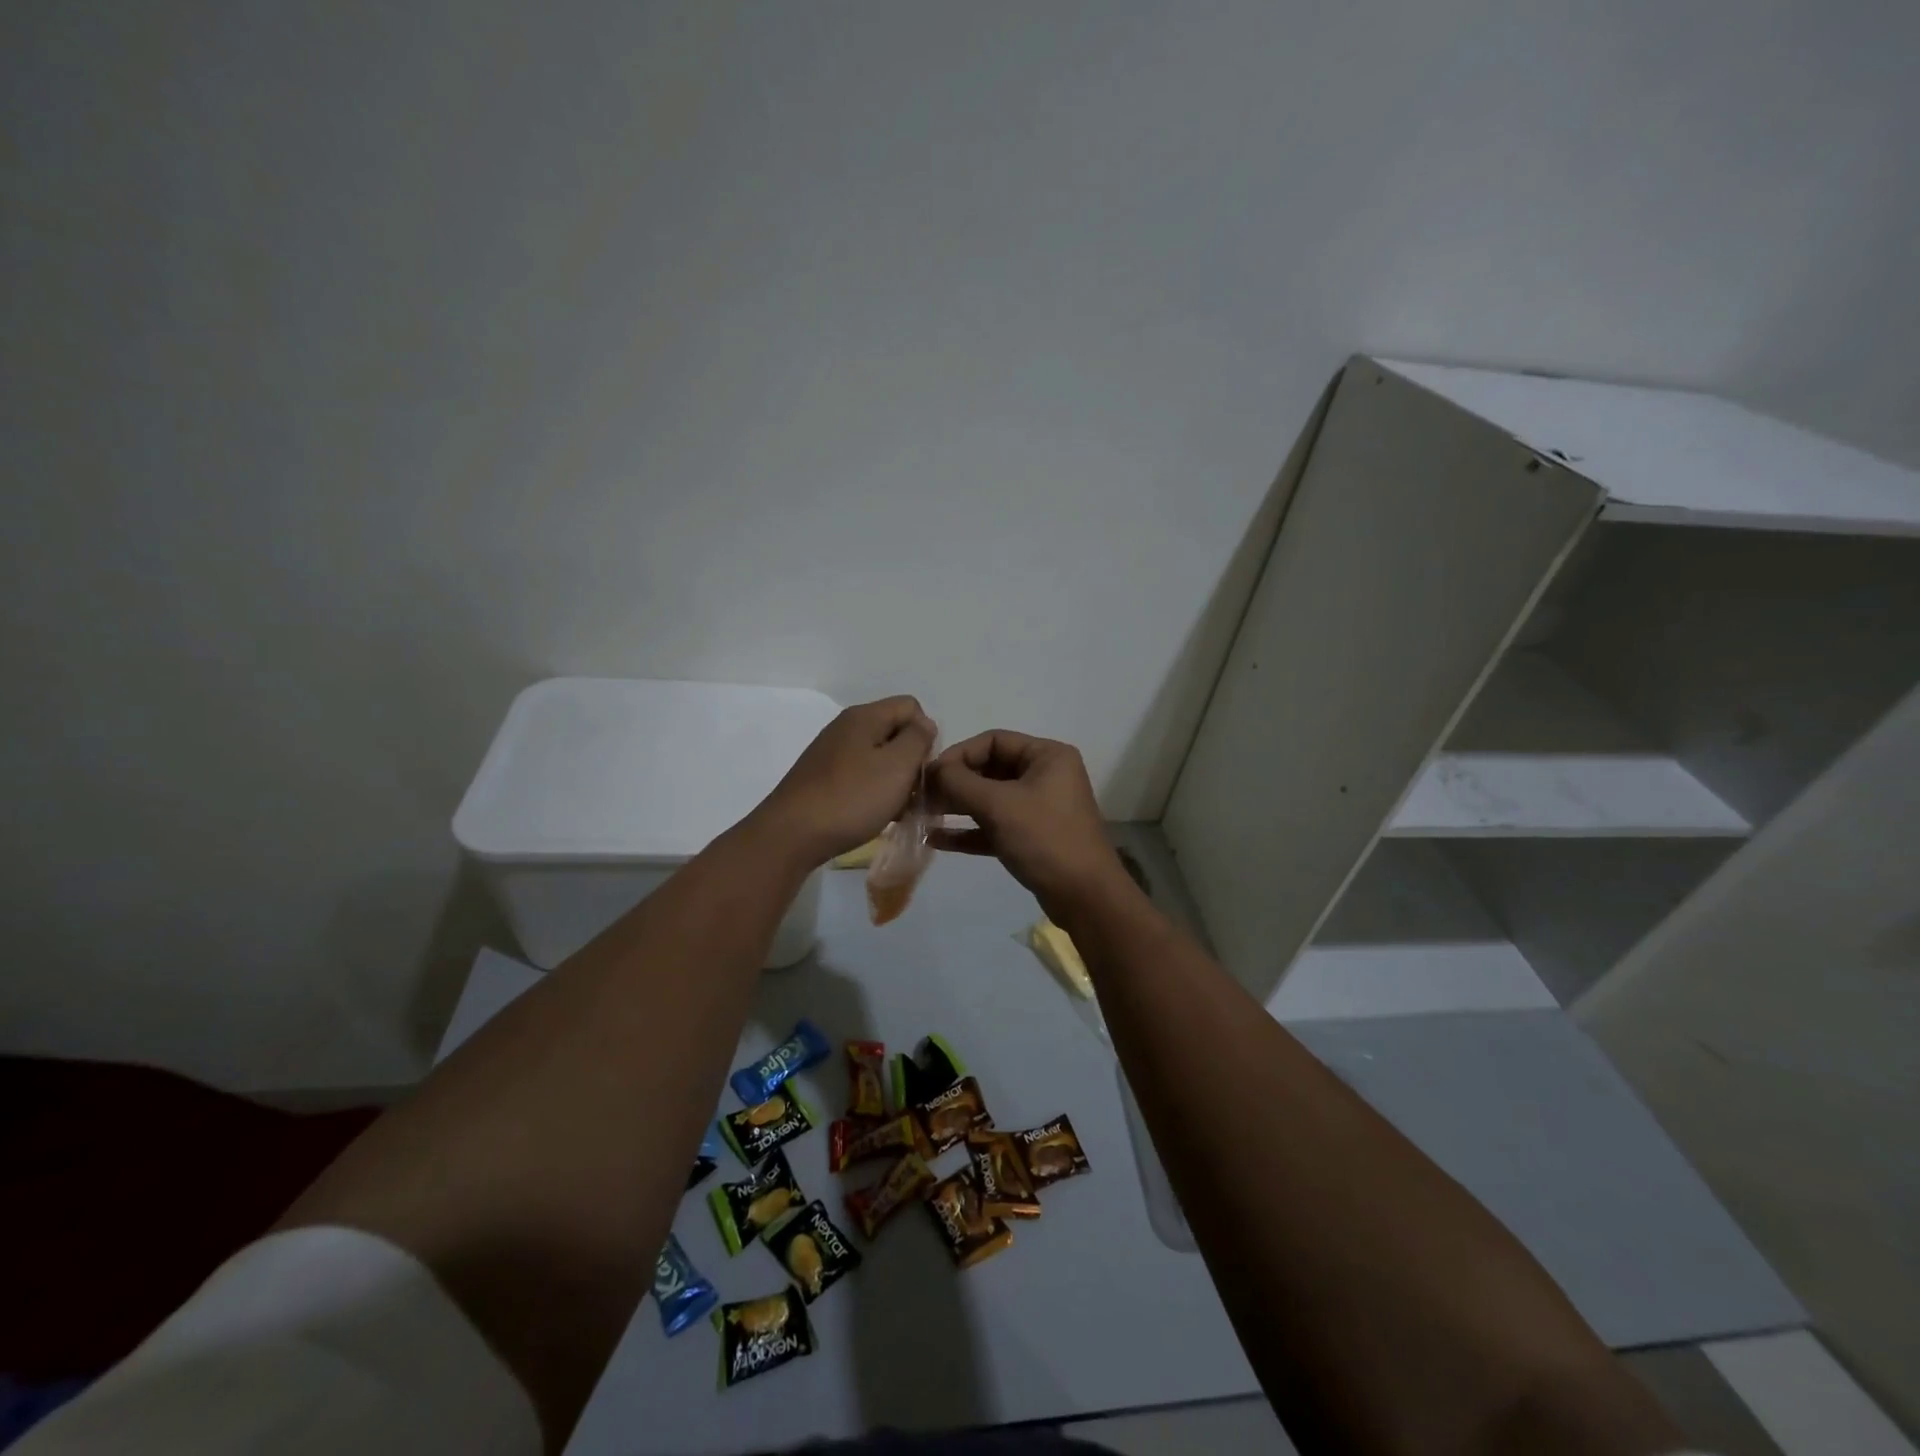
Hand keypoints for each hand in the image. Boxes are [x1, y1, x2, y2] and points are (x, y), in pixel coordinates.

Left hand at [755, 696, 935, 864]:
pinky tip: (875, 815)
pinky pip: (860, 775)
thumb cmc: (852, 798)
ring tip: (897, 810)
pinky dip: (874, 791)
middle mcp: (846, 727)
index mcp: (864, 716)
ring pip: (878, 757)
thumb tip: (925, 725)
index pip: (911, 707)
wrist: (791, 835)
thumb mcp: (897, 766)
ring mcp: (831, 753)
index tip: (923, 767)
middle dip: (911, 760)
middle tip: (914, 793)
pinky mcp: (822, 778)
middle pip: (894, 731)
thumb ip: (918, 739)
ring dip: (894, 780)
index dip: (926, 734)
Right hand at [928, 731, 1129, 917]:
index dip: (959, 755)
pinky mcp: (1032, 837)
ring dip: (957, 807)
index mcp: (1047, 756)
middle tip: (922, 798)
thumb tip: (933, 771)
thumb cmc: (1045, 838)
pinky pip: (994, 825)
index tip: (929, 775)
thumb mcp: (999, 805)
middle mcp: (1045, 776)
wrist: (1084, 897)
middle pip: (990, 769)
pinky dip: (969, 831)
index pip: (993, 741)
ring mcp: (1039, 808)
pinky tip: (936, 839)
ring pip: (990, 799)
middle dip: (955, 783)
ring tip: (923, 816)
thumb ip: (960, 783)